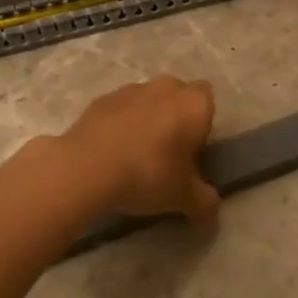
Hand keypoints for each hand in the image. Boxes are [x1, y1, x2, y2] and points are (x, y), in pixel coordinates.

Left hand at [59, 76, 220, 219]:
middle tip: (167, 154)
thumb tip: (211, 209)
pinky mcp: (102, 99)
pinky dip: (119, 125)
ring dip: (146, 120)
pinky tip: (111, 153)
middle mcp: (166, 88)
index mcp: (193, 104)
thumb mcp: (184, 198)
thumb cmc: (148, 175)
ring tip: (135, 156)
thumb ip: (205, 202)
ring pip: (148, 101)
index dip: (202, 124)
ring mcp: (131, 89)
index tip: (192, 151)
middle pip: (177, 97)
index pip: (208, 101)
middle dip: (175, 118)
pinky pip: (120, 110)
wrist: (87, 167)